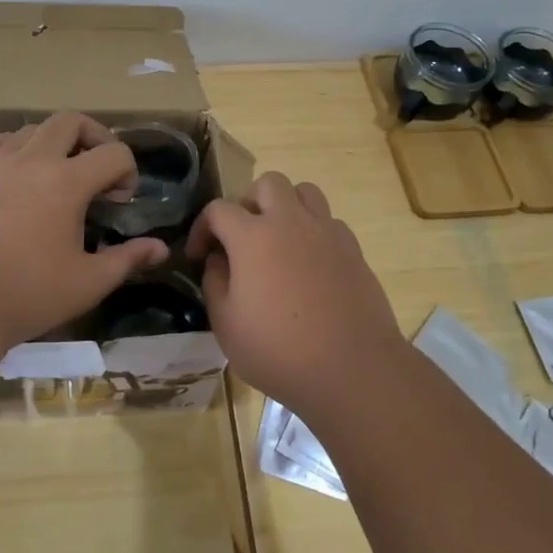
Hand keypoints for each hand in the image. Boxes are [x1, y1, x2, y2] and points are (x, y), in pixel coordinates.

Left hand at [0, 113, 169, 346]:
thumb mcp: (89, 282)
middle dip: (95, 137)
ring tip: (59, 170)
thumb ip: (128, 259)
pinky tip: (15, 167)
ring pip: (31, 128)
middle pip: (70, 121)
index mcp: (67, 182)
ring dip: (54, 141)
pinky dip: (11, 146)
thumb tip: (161, 248)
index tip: (121, 202)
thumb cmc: (29, 294)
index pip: (114, 153)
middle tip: (99, 168)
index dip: (128, 172)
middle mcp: (32, 161)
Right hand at [185, 172, 404, 411]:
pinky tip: (309, 263)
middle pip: (268, 184)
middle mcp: (290, 222)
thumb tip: (217, 259)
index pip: (218, 209)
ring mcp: (326, 232)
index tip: (198, 255)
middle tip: (243, 237)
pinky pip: (329, 221)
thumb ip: (215, 282)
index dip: (202, 227)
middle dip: (248, 203)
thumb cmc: (279, 350)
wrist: (352, 368)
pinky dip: (314, 231)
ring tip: (279, 240)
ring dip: (286, 207)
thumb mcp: (226, 324)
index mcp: (253, 236)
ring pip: (304, 192)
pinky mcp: (353, 249)